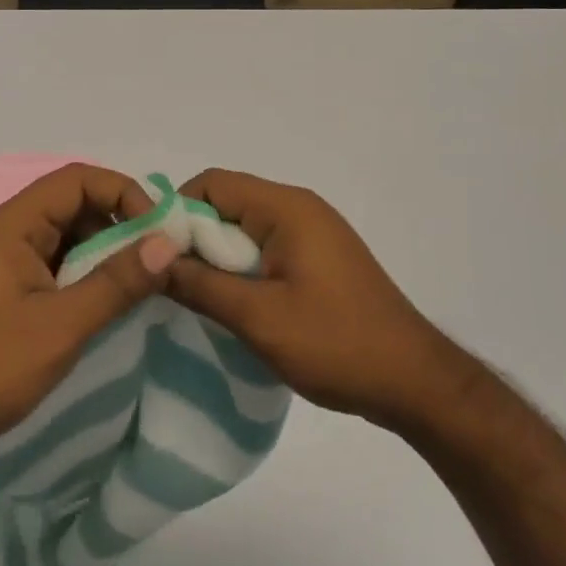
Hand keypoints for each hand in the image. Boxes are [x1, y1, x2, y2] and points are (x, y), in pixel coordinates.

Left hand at [0, 163, 179, 467]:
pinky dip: (86, 274)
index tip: (156, 232)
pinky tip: (108, 303)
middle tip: (156, 261)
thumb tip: (166, 243)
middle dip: (119, 224)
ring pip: (68, 236)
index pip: (77, 180)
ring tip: (139, 285)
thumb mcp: (61, 326)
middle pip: (74, 203)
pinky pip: (56, 264)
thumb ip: (116, 282)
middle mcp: (8, 231)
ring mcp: (6, 260)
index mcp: (13, 224)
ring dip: (105, 252)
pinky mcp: (8, 289)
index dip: (122, 193)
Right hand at [166, 169, 457, 427]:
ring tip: (198, 296)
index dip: (177, 212)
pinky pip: (266, 247)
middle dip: (195, 238)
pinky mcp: (320, 258)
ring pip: (245, 228)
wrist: (415, 381)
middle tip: (171, 281)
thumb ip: (200, 285)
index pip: (212, 183)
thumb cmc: (336, 343)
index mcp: (286, 208)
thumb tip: (151, 259)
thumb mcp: (258, 317)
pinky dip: (243, 268)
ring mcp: (313, 232)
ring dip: (218, 257)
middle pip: (228, 203)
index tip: (155, 254)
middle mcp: (299, 208)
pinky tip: (234, 304)